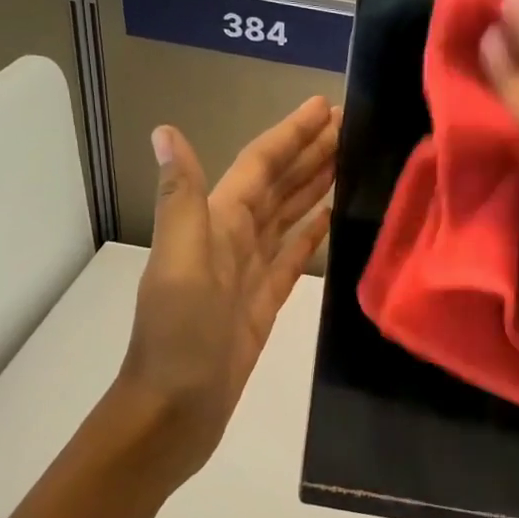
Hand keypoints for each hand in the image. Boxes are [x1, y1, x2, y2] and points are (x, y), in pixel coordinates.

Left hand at [110, 96, 338, 482]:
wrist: (175, 411)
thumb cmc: (179, 339)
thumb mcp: (180, 266)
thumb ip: (182, 200)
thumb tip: (166, 131)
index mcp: (216, 223)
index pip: (260, 165)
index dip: (291, 134)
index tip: (326, 106)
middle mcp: (233, 238)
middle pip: (279, 184)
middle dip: (311, 152)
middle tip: (352, 124)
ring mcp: (251, 269)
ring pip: (290, 215)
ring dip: (315, 185)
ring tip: (350, 160)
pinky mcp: (266, 299)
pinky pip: (294, 254)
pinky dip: (312, 232)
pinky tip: (332, 216)